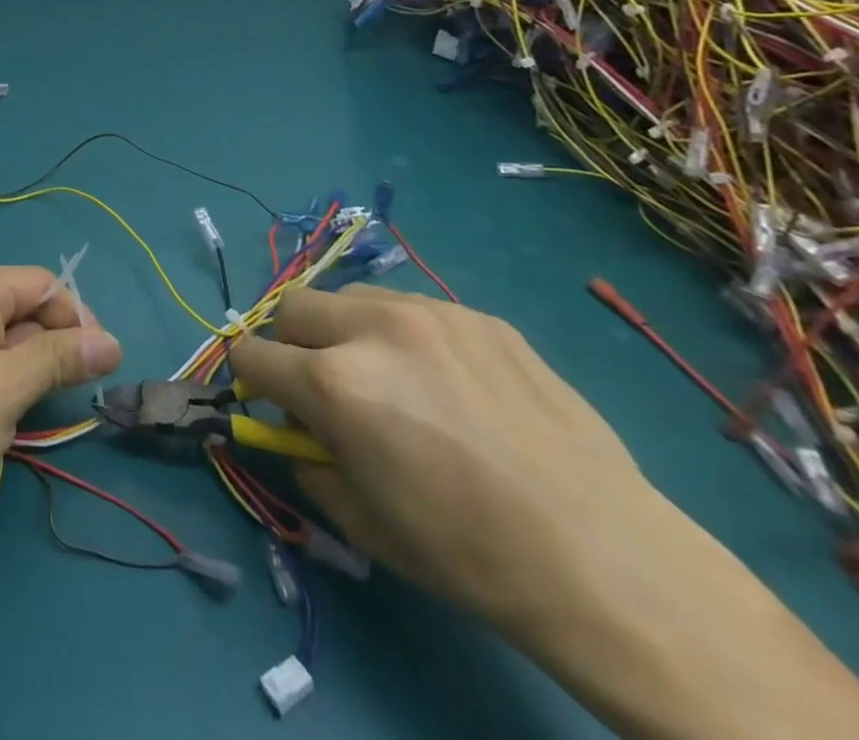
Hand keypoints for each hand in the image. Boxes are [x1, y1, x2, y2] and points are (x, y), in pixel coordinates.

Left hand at [0, 265, 121, 528]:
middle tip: (59, 399)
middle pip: (18, 308)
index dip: (76, 319)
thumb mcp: (7, 390)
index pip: (39, 284)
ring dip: (20, 370)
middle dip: (46, 349)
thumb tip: (112, 342)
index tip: (101, 365)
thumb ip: (60, 359)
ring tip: (19, 413)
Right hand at [228, 285, 657, 638]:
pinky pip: (415, 310)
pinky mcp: (480, 316)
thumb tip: (292, 430)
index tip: (269, 399)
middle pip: (293, 306)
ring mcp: (431, 314)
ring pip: (352, 297)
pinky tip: (451, 385)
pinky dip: (406, 336)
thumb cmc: (469, 554)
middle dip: (293, 344)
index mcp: (335, 383)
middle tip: (326, 386)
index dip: (251, 379)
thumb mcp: (362, 522)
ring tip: (390, 377)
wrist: (607, 561)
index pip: (252, 353)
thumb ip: (306, 461)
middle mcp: (372, 330)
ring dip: (347, 330)